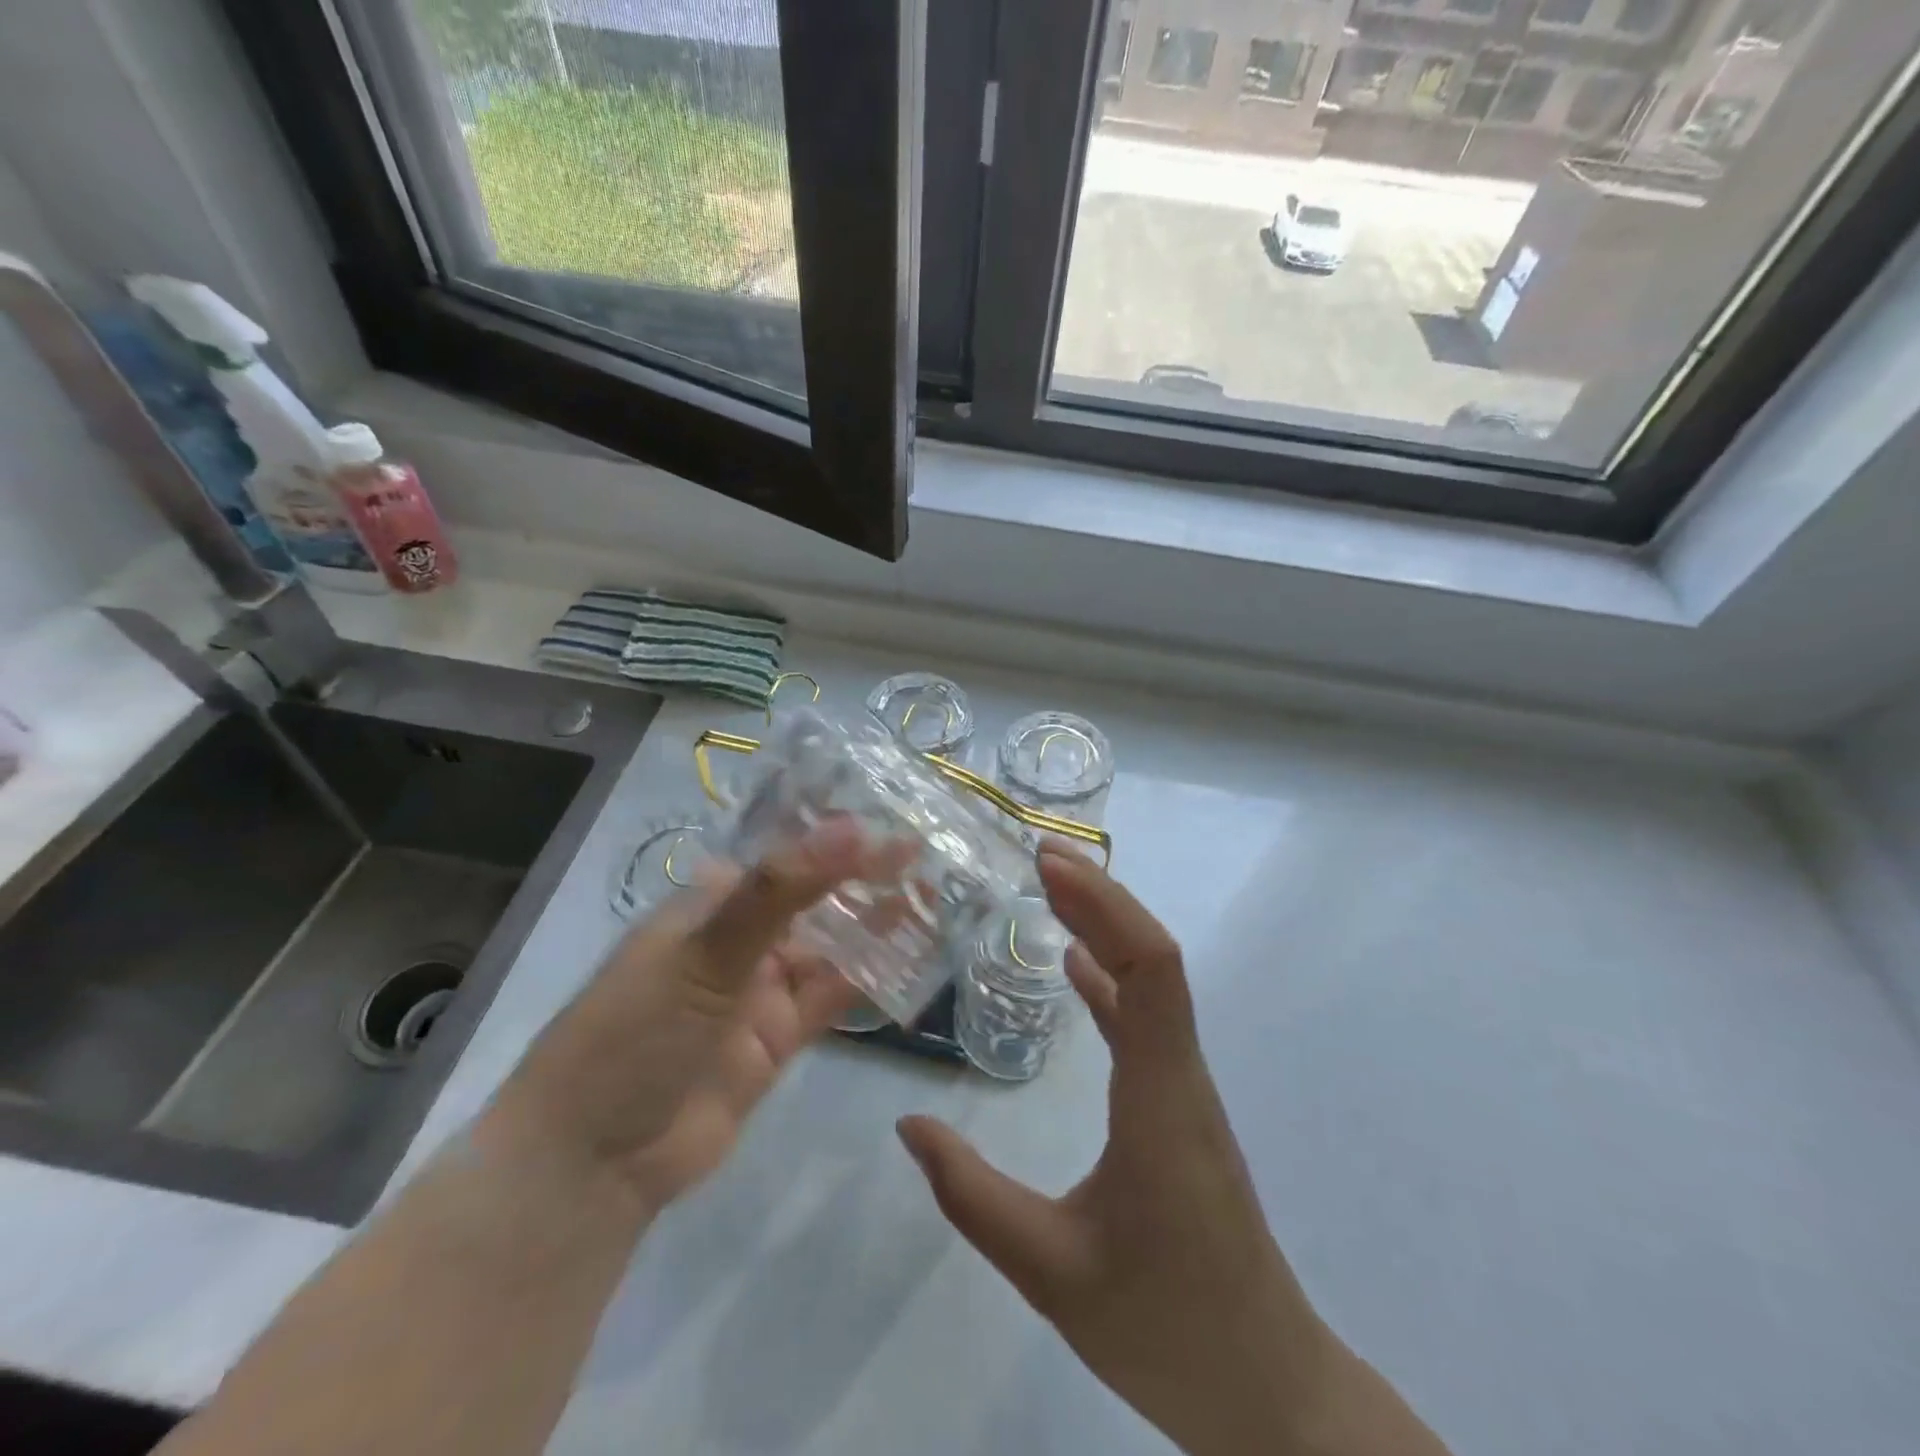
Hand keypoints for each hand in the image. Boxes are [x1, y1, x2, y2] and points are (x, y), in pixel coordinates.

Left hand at [482, 819, 896, 1216]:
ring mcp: (758, 991)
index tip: (890, 816)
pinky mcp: (778, 1040)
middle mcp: (737, 939)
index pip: (782, 854)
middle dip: (863, 876)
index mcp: (709, 902)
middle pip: (811, 897)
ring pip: (828, 947)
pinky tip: (911, 958)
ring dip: (873, 924)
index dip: (834, 834)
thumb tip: (850, 828)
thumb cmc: (635, 1033)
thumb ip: (780, 891)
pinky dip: (868, 979)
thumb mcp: (705, 951)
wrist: (593, 1164)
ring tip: (931, 896)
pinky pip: (831, 999)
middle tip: (925, 853)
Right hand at [898, 842, 1448, 1455]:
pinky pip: (1144, 1022)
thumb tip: (910, 1126)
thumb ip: (973, 1197)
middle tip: (1040, 856)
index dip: (1105, 906)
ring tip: (1051, 889)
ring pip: (1152, 985)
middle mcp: (1180, 1075)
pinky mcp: (1177, 1107)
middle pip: (1153, 958)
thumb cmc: (1165, 1328)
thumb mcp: (1051, 1271)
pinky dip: (1110, 980)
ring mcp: (1183, 1089)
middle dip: (1100, 898)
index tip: (1050, 866)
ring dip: (1106, 929)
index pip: (1151, 970)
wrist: (1266, 1391)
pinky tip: (1075, 967)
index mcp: (1162, 1098)